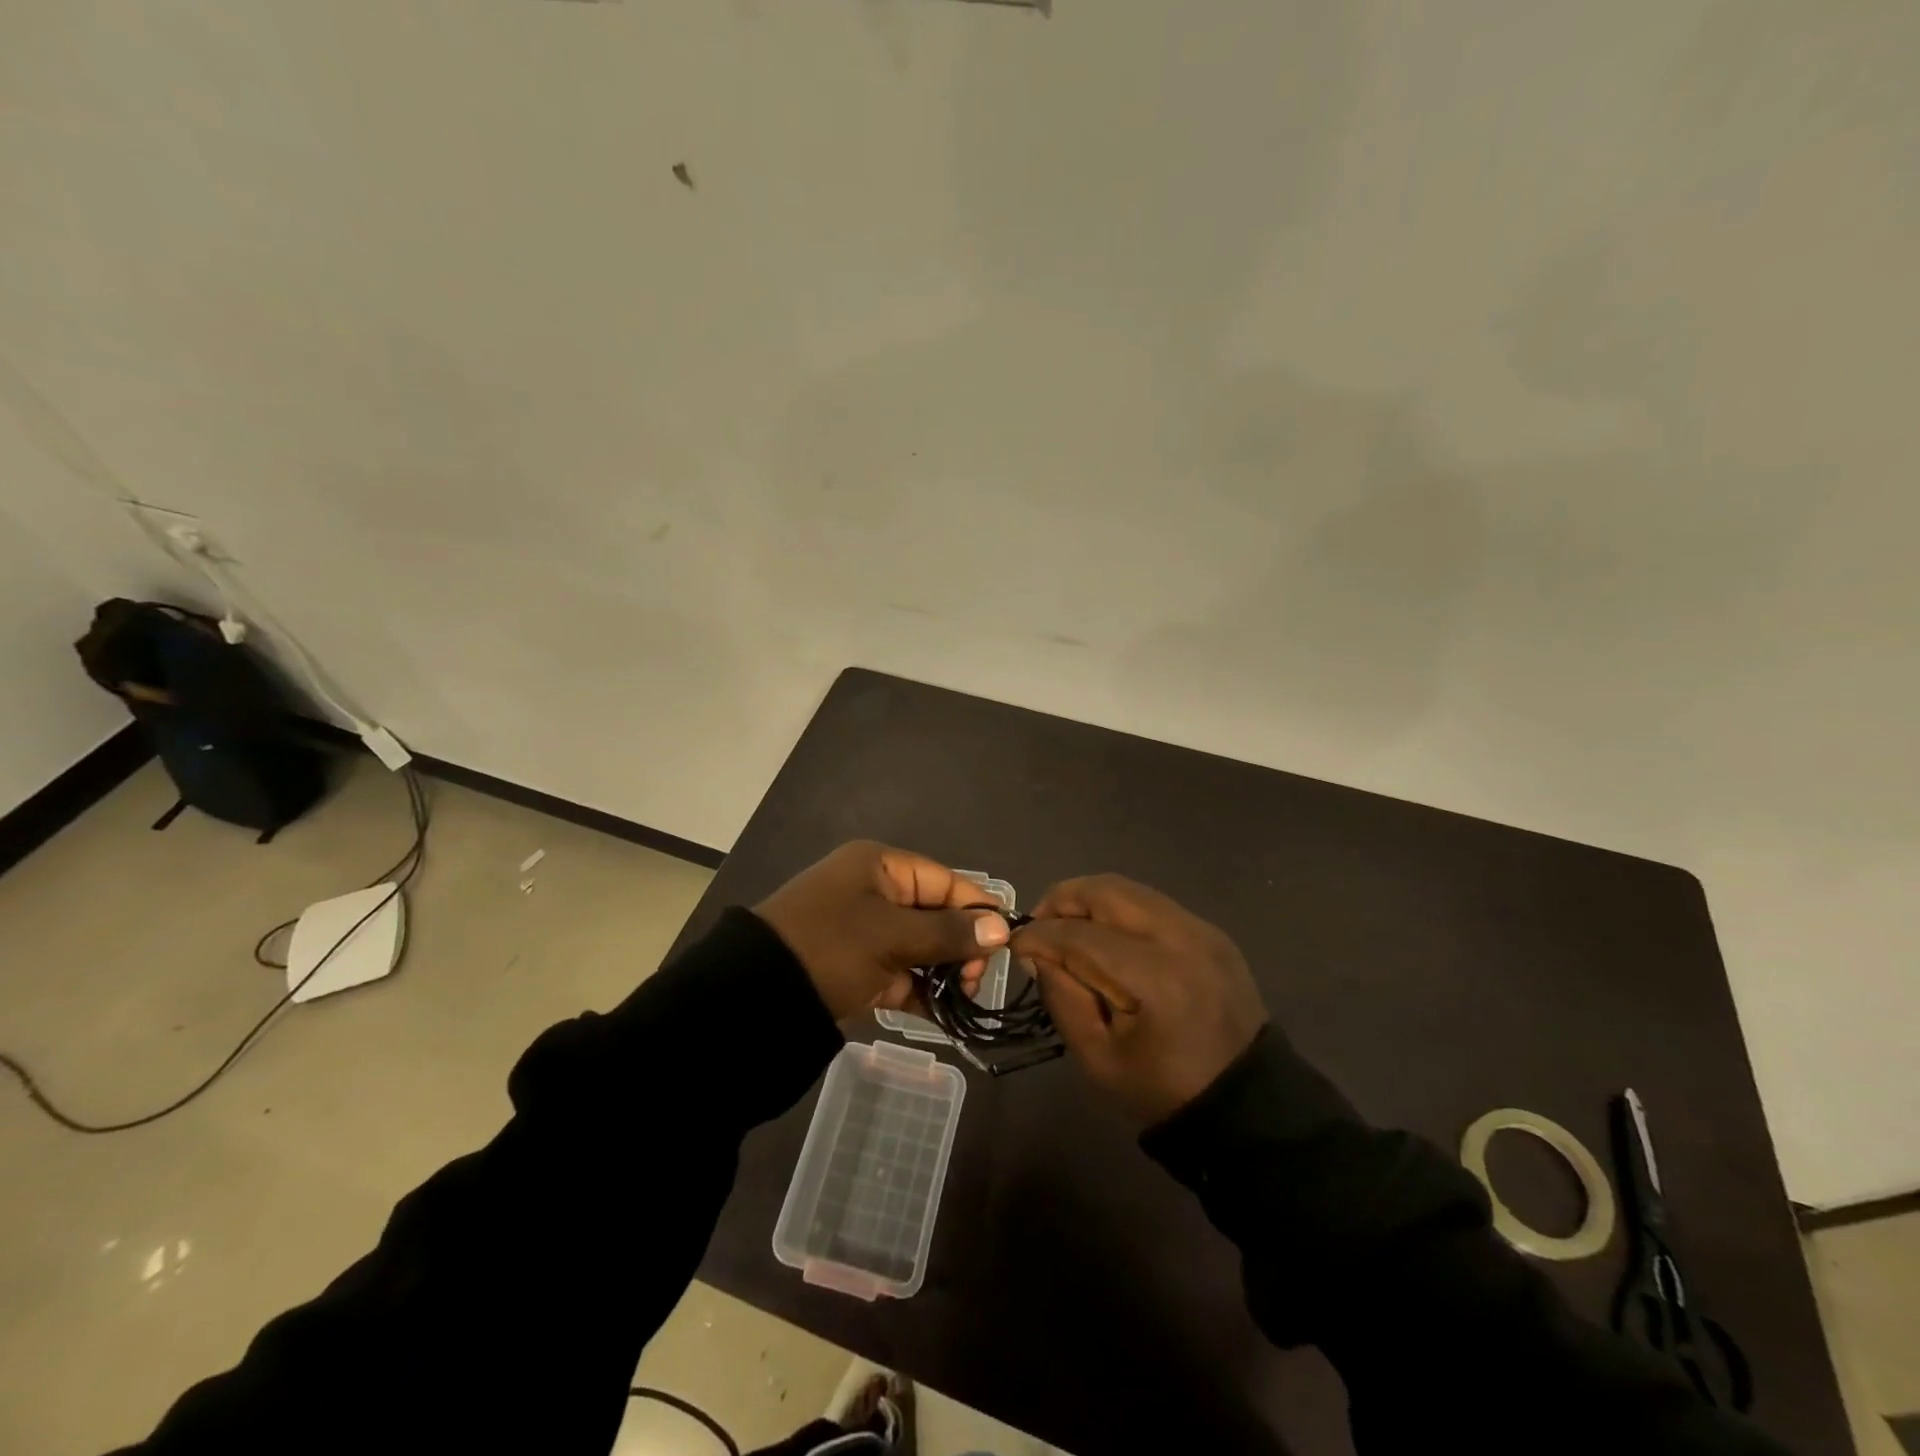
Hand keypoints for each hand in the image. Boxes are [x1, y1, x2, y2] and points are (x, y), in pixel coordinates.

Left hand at [755, 841, 1010, 1020]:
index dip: (976, 909)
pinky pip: (901, 973)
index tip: (1005, 942)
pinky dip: (921, 992)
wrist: (755, 998)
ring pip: (920, 946)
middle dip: (961, 945)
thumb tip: (1002, 927)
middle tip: (976, 979)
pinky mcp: (858, 967)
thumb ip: (948, 933)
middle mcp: (874, 891)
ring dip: (944, 971)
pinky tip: (946, 1015)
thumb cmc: (830, 947)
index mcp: (879, 866)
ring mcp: (865, 931)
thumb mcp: (891, 936)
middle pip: (934, 913)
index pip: (943, 881)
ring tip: (965, 998)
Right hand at [1014, 875, 1266, 1124]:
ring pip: (1129, 889)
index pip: (1081, 935)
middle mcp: (1181, 938)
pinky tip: (1105, 935)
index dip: (1040, 935)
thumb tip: (1037, 952)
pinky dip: (1119, 909)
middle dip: (1062, 900)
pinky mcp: (1211, 932)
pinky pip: (1152, 903)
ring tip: (1067, 927)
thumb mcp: (1097, 1059)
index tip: (1015, 944)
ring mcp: (1201, 930)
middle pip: (1107, 891)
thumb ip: (1062, 997)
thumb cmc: (1164, 1091)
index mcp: (1155, 979)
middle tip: (1039, 925)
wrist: (1247, 1105)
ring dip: (1090, 900)